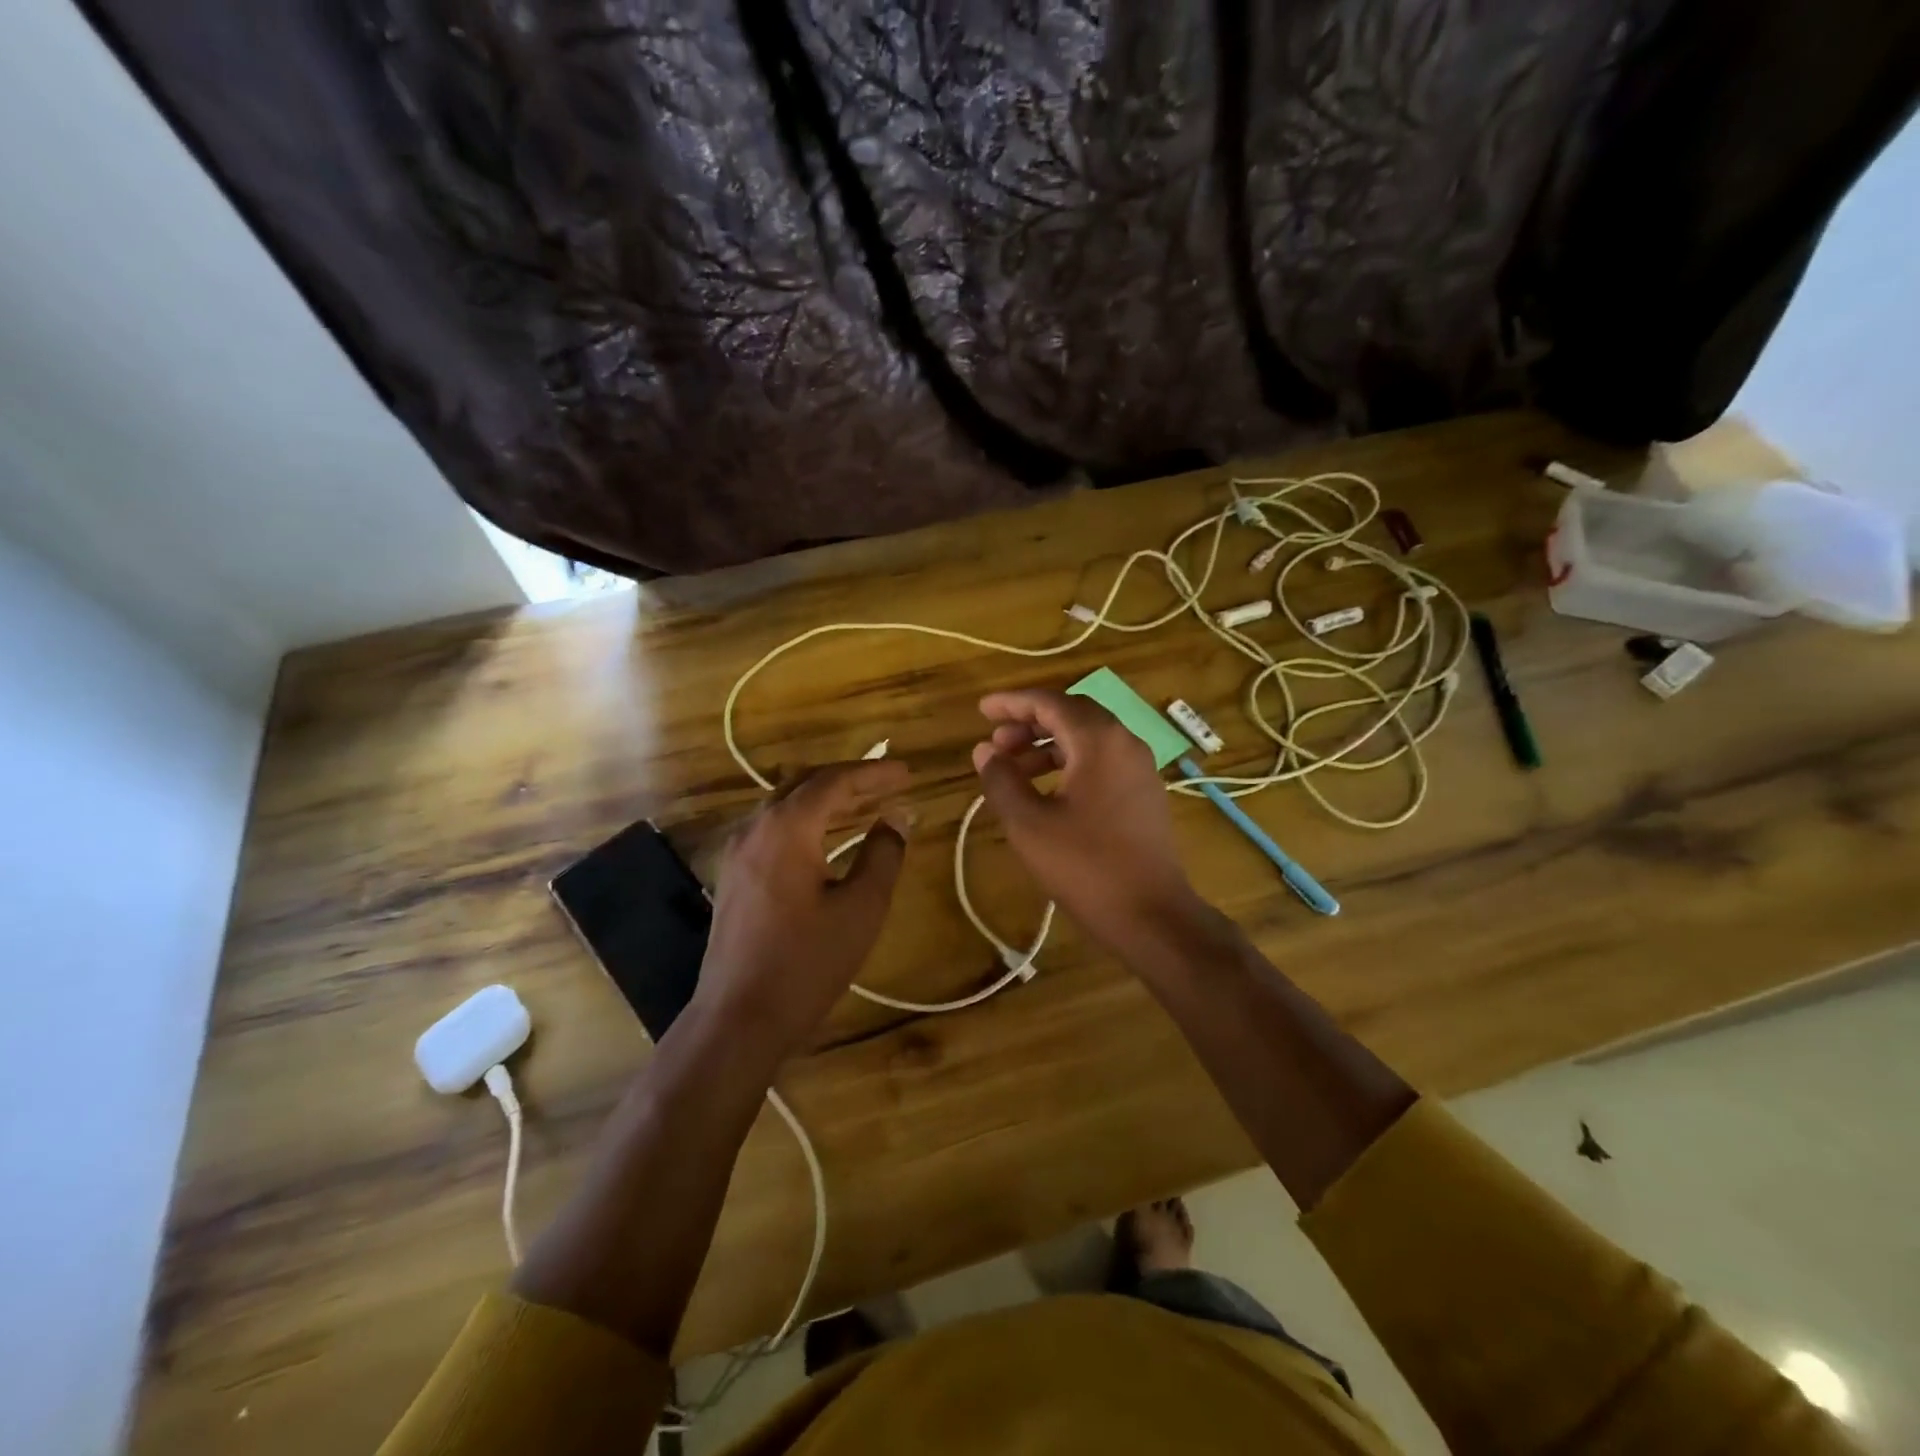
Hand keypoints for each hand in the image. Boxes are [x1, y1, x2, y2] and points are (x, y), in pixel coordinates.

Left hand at [694, 760, 910, 1056]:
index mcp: (786, 828)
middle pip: (805, 784)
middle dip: (849, 780)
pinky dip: (806, 821)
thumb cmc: (806, 963)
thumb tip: (898, 817)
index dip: (873, 773)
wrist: (738, 1018)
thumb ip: (883, 855)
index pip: (834, 781)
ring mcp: (738, 851)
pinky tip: (826, 838)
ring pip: (786, 805)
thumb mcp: (861, 908)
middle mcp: (755, 828)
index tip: (907, 773)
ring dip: (826, 799)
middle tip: (888, 784)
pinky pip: (773, 828)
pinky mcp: (733, 875)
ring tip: (865, 805)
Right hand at [971, 689, 1201, 948]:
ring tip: (1013, 767)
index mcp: (1099, 741)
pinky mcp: (1144, 793)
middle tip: (996, 741)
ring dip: (1048, 744)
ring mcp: (1139, 768)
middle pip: (1072, 714)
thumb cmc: (1085, 866)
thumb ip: (1002, 780)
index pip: (1050, 702)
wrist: (1152, 915)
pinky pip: (1101, 760)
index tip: (982, 709)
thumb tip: (984, 751)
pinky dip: (1069, 762)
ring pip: (1087, 738)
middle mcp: (1124, 743)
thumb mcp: (1029, 824)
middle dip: (1030, 722)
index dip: (1012, 702)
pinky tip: (1046, 790)